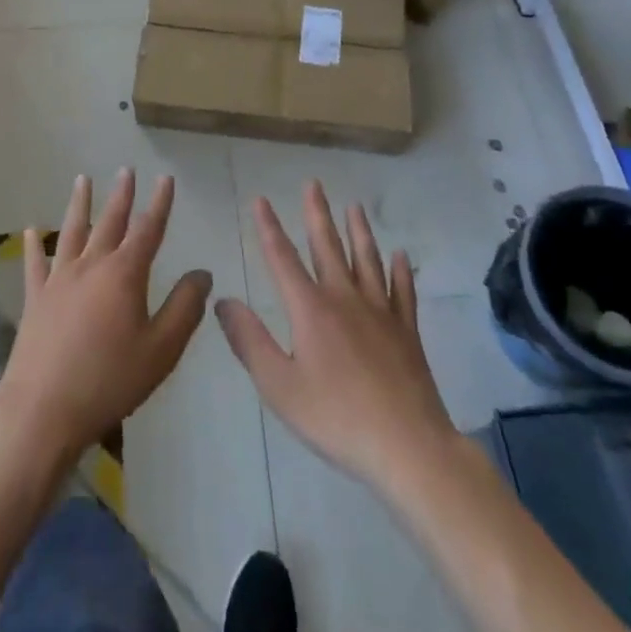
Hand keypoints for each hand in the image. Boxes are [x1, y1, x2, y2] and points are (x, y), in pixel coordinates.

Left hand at [0, 169, 211, 467]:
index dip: (159, 203)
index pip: (148, 230)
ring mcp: (59, 279)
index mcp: (124, 274)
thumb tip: (202, 274)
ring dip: (79, 204)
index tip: (165, 178)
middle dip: (121, 195)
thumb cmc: (109, 381)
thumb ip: (184, 309)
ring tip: (82, 179)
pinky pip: (35, 263)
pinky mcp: (35, 298)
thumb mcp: (161, 350)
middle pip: (109, 222)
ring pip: (71, 231)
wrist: (43, 409)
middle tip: (126, 170)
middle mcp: (91, 265)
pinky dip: (34, 245)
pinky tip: (31, 230)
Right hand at [217, 184, 456, 490]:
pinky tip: (401, 256)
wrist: (408, 447)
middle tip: (313, 183)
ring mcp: (380, 312)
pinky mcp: (407, 332)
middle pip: (328, 247)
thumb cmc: (336, 417)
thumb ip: (249, 341)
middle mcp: (345, 299)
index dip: (269, 227)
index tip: (261, 199)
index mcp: (310, 309)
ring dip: (359, 231)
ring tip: (355, 206)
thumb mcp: (279, 385)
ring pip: (367, 260)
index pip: (282, 258)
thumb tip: (222, 300)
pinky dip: (401, 271)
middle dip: (317, 214)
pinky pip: (403, 292)